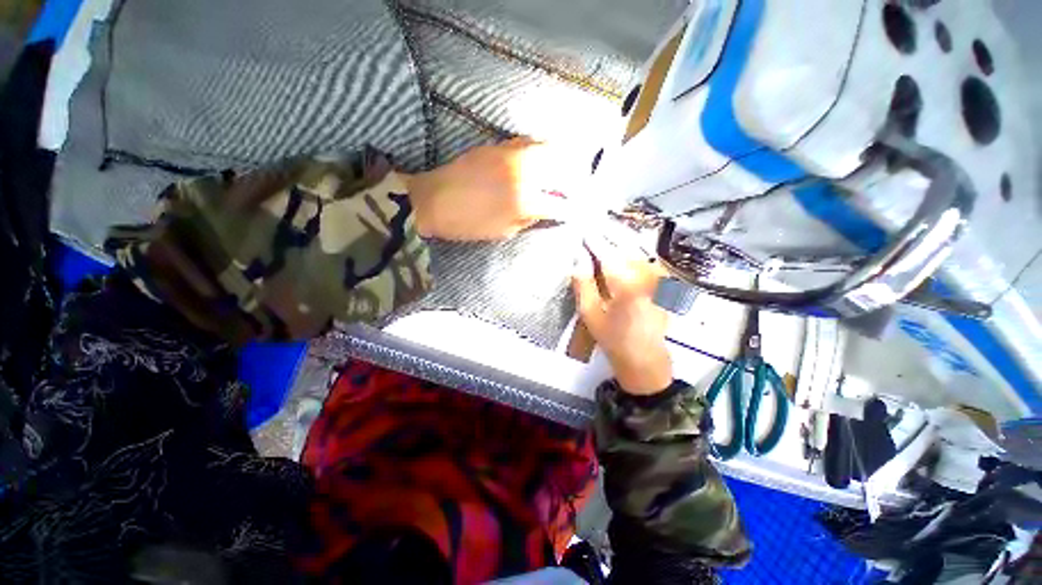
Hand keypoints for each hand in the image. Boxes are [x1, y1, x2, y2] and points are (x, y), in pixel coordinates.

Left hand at [406, 137, 580, 240]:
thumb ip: (529, 220)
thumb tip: (547, 210)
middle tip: (577, 186)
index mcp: (524, 202)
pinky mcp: (497, 146)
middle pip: (561, 168)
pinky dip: (539, 148)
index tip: (577, 211)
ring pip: (547, 148)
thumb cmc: (468, 224)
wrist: (433, 201)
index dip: (572, 209)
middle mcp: (523, 174)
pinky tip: (538, 157)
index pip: (560, 203)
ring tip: (563, 168)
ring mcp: (510, 155)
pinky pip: (526, 141)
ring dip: (560, 158)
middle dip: (574, 178)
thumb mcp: (503, 231)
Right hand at [572, 236, 672, 394]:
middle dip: (608, 234)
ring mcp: (658, 277)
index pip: (607, 252)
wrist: (644, 357)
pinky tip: (623, 248)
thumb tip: (579, 258)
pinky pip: (647, 258)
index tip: (583, 230)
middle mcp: (645, 274)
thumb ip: (583, 283)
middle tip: (593, 226)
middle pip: (625, 245)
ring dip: (621, 239)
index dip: (593, 240)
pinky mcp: (664, 282)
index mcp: (625, 283)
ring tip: (605, 233)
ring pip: (638, 249)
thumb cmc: (612, 337)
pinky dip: (633, 250)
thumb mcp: (590, 314)